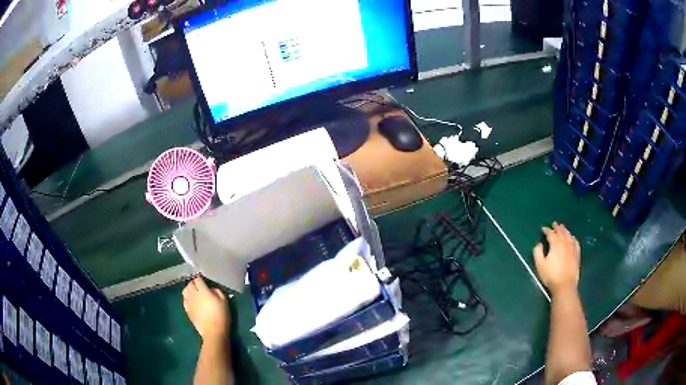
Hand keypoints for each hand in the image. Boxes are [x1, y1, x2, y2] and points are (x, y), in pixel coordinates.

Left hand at [183, 276, 229, 341]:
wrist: (213, 332)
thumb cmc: (221, 316)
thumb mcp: (224, 301)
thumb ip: (217, 291)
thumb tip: (211, 289)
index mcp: (203, 291)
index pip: (198, 279)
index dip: (201, 279)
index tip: (205, 281)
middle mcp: (193, 295)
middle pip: (190, 284)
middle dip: (194, 283)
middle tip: (200, 287)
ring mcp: (189, 303)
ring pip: (185, 291)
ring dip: (189, 290)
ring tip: (194, 293)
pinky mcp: (187, 310)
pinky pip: (184, 300)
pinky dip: (187, 298)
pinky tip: (192, 302)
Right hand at [533, 222, 580, 295]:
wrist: (565, 285)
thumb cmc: (551, 275)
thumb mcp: (540, 265)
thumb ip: (537, 252)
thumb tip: (539, 244)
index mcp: (555, 244)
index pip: (551, 233)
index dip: (546, 230)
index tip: (543, 229)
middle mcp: (565, 243)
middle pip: (561, 232)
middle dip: (557, 227)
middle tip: (554, 224)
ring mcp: (572, 248)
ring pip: (569, 235)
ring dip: (565, 230)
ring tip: (563, 227)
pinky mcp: (577, 254)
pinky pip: (575, 242)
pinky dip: (573, 238)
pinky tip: (572, 237)